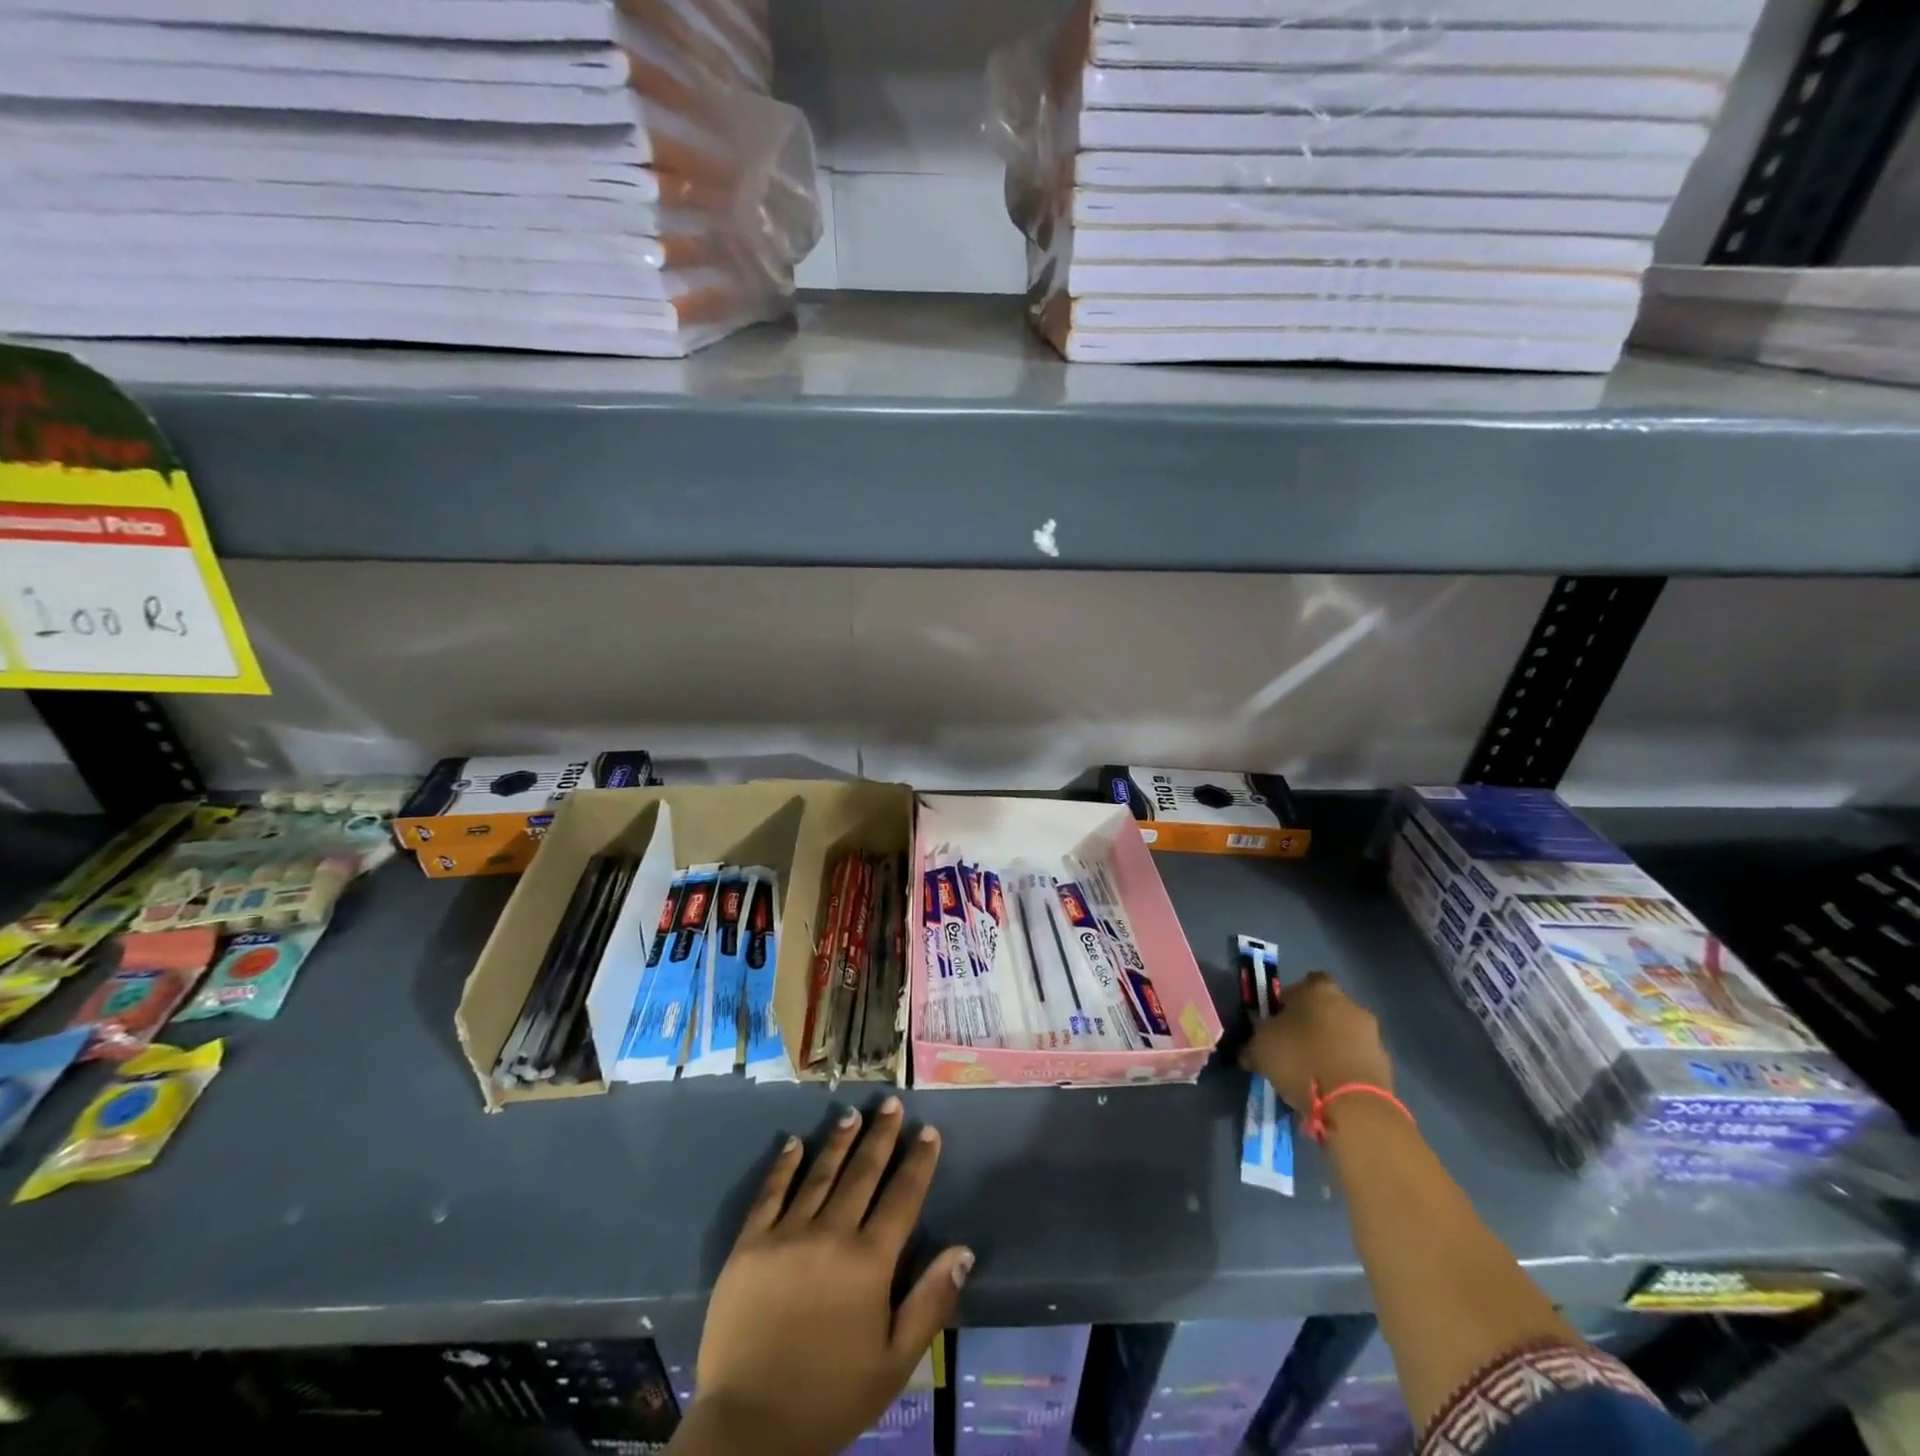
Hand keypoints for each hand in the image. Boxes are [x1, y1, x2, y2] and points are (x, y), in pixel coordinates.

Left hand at [684, 1097, 972, 1455]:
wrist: (750, 1429)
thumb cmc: (830, 1397)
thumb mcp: (894, 1363)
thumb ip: (930, 1302)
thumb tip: (964, 1250)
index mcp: (869, 1262)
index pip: (902, 1196)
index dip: (918, 1161)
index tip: (928, 1131)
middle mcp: (831, 1234)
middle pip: (862, 1172)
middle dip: (881, 1135)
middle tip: (891, 1103)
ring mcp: (786, 1235)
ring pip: (820, 1174)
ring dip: (839, 1140)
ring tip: (852, 1114)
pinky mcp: (749, 1245)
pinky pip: (770, 1194)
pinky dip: (784, 1165)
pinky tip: (794, 1143)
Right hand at [1239, 971, 1391, 1114]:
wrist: (1353, 1105)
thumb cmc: (1300, 1060)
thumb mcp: (1260, 1048)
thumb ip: (1255, 1042)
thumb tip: (1250, 1052)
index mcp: (1319, 989)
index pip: (1303, 984)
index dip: (1289, 1000)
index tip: (1277, 1021)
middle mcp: (1350, 1004)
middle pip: (1326, 1009)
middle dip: (1311, 1025)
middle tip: (1292, 1048)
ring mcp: (1373, 1035)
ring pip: (1344, 1036)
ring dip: (1330, 1048)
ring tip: (1310, 1074)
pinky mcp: (1386, 1066)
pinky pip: (1357, 1061)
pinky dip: (1344, 1070)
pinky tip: (1329, 1089)